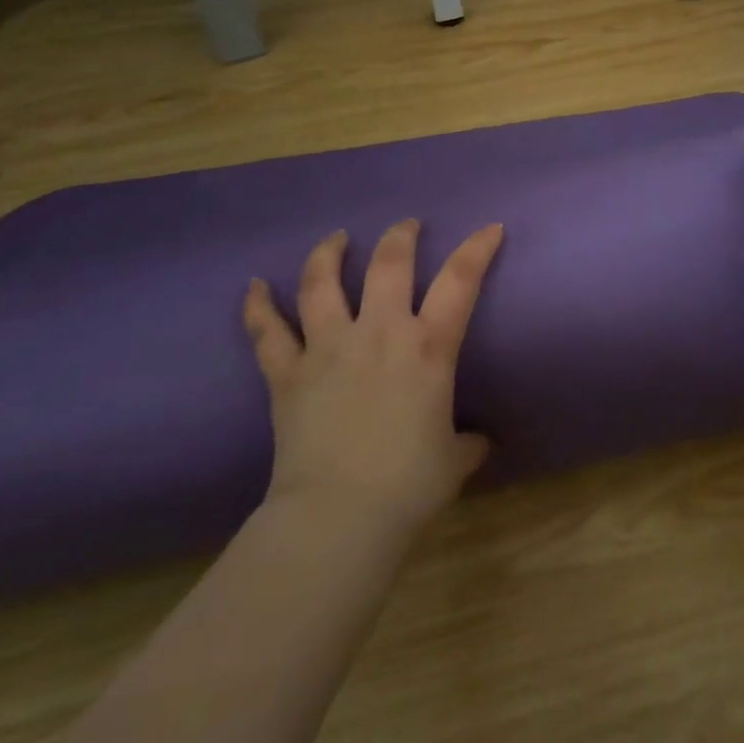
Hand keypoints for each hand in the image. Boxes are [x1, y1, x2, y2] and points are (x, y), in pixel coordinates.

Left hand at [242, 219, 502, 533]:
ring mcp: (328, 348)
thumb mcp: (454, 461)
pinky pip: (267, 332)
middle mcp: (379, 333)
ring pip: (322, 283)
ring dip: (328, 253)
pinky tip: (253, 285)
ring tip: (336, 238)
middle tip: (406, 225)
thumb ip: (467, 443)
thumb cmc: (409, 486)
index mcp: (428, 348)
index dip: (477, 248)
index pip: (460, 281)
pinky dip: (258, 306)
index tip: (490, 228)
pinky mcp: (287, 374)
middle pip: (389, 264)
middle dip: (400, 236)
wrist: (339, 517)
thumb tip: (478, 442)